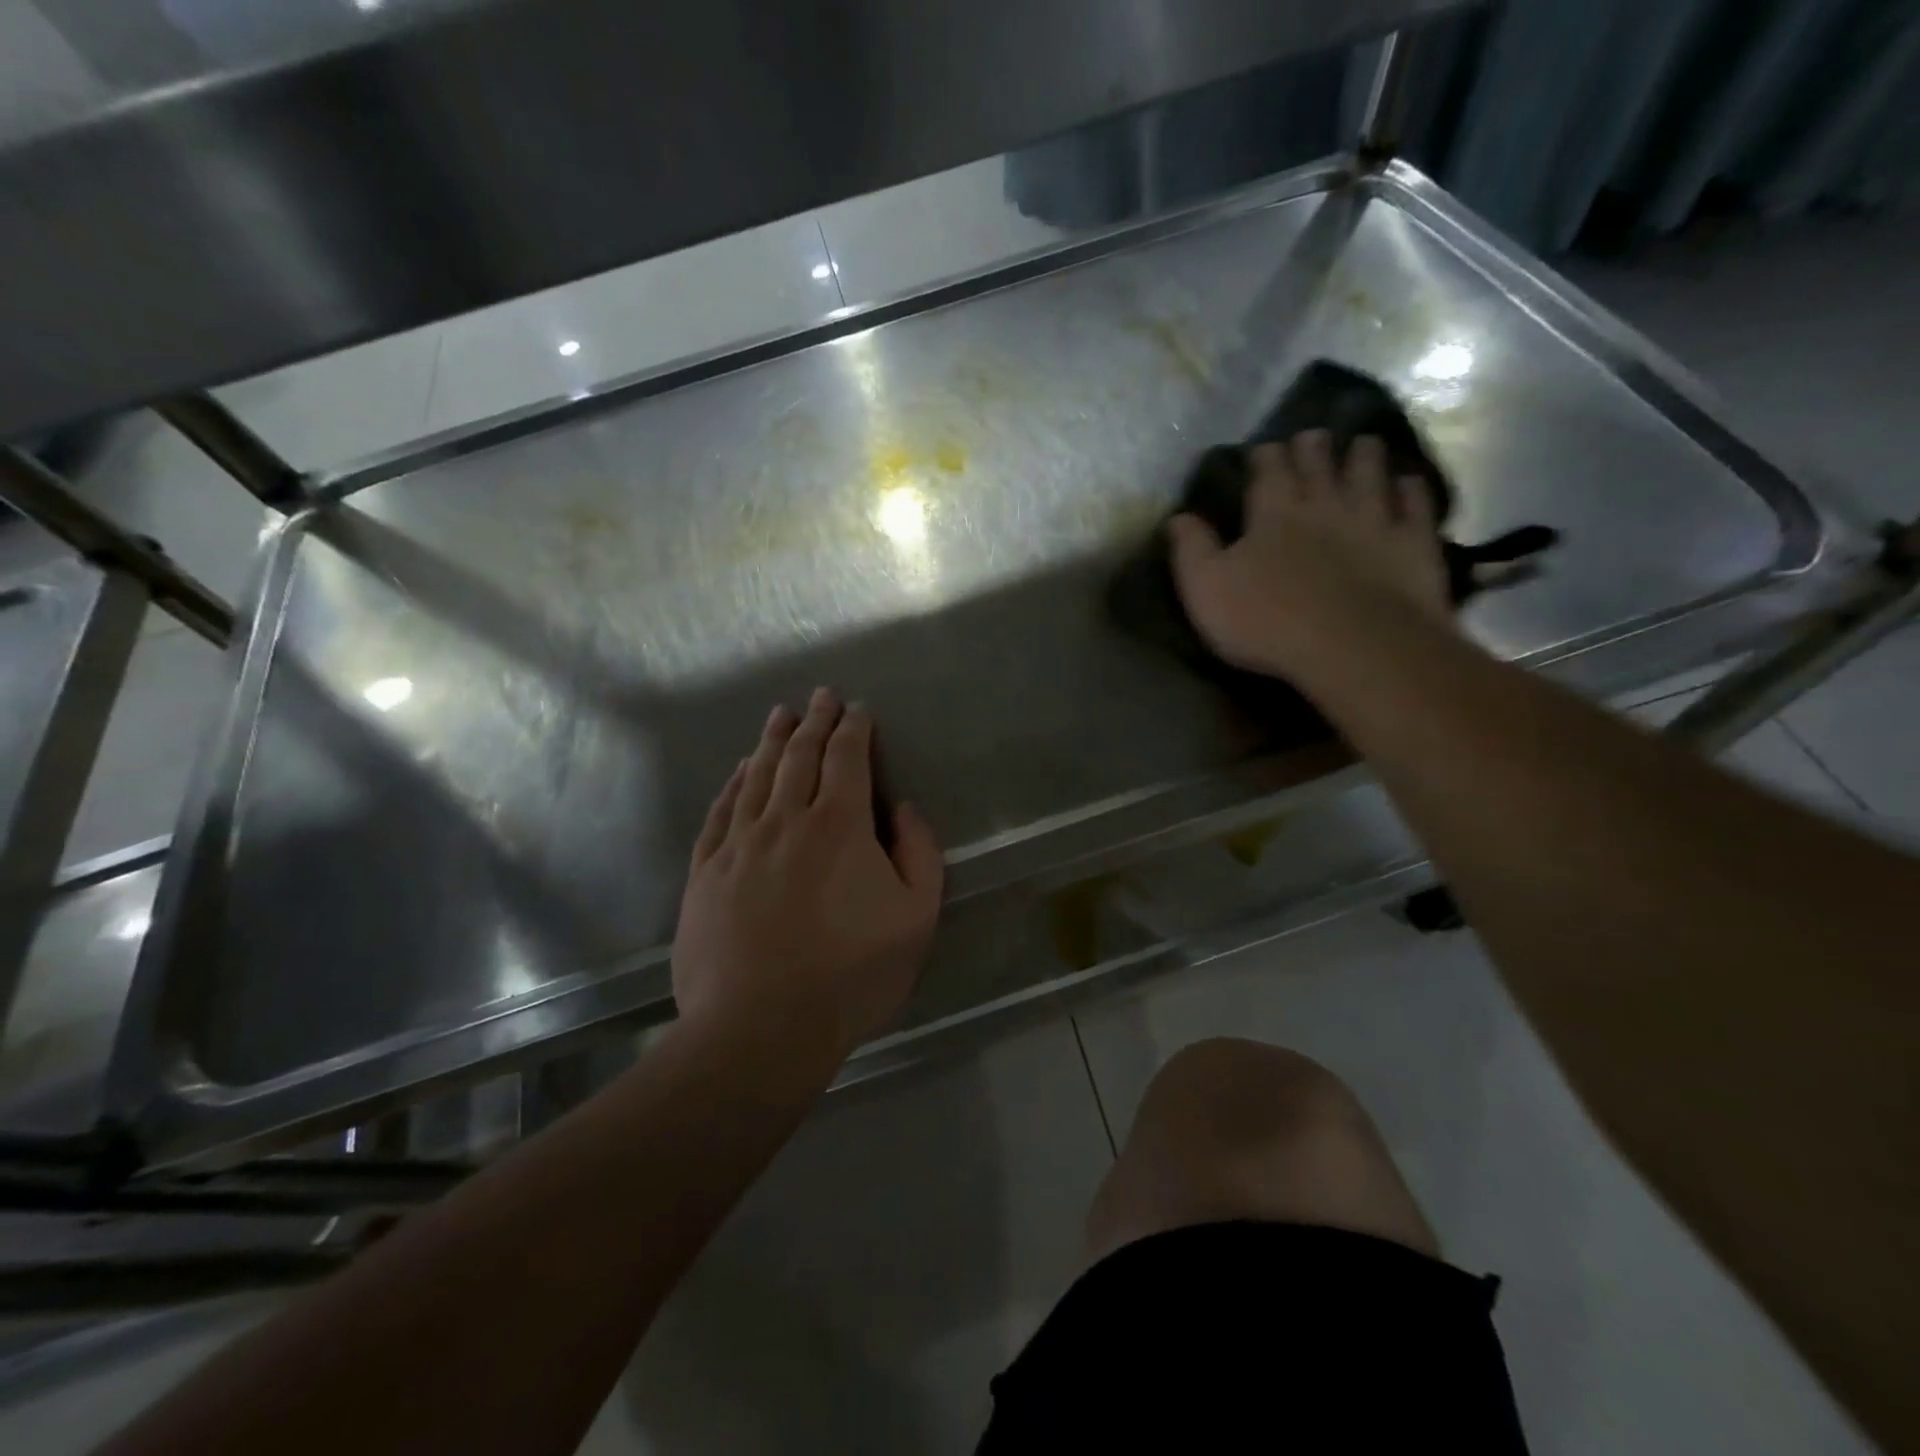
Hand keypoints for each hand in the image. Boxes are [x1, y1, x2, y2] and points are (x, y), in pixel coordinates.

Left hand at [672, 689, 944, 1064]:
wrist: (760, 1028)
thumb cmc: (851, 975)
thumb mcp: (916, 917)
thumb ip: (919, 853)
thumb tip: (903, 809)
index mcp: (839, 825)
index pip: (847, 759)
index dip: (853, 728)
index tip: (856, 709)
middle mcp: (786, 819)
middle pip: (799, 756)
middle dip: (814, 721)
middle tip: (819, 696)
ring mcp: (739, 844)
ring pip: (757, 776)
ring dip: (772, 741)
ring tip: (780, 715)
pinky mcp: (706, 872)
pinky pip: (721, 811)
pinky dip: (734, 783)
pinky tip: (740, 770)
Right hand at [1168, 431, 1449, 679]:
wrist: (1353, 646)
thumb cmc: (1268, 620)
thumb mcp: (1206, 589)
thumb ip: (1191, 550)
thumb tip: (1177, 516)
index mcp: (1273, 512)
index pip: (1268, 470)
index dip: (1264, 457)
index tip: (1262, 449)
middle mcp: (1325, 503)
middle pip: (1319, 463)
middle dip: (1313, 447)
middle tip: (1312, 436)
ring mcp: (1374, 519)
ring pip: (1370, 473)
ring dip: (1364, 457)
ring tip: (1362, 444)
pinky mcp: (1412, 543)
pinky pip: (1414, 505)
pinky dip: (1410, 489)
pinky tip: (1409, 482)